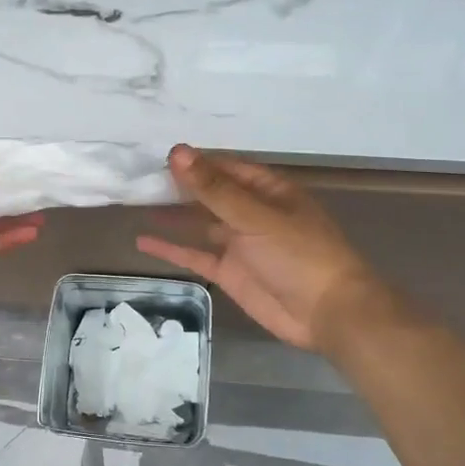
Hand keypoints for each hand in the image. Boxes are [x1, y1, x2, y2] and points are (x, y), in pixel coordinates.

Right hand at [138, 145, 381, 352]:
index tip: (160, 158)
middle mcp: (252, 213)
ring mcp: (240, 244)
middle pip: (211, 194)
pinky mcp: (230, 273)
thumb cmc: (299, 255)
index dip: (196, 162)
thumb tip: (178, 153)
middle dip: (180, 186)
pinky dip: (172, 249)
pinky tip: (144, 241)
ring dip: (173, 214)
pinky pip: (195, 256)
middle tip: (141, 180)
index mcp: (268, 191)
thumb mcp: (255, 217)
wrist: (327, 312)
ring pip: (200, 223)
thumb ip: (213, 189)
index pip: (226, 168)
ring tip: (138, 203)